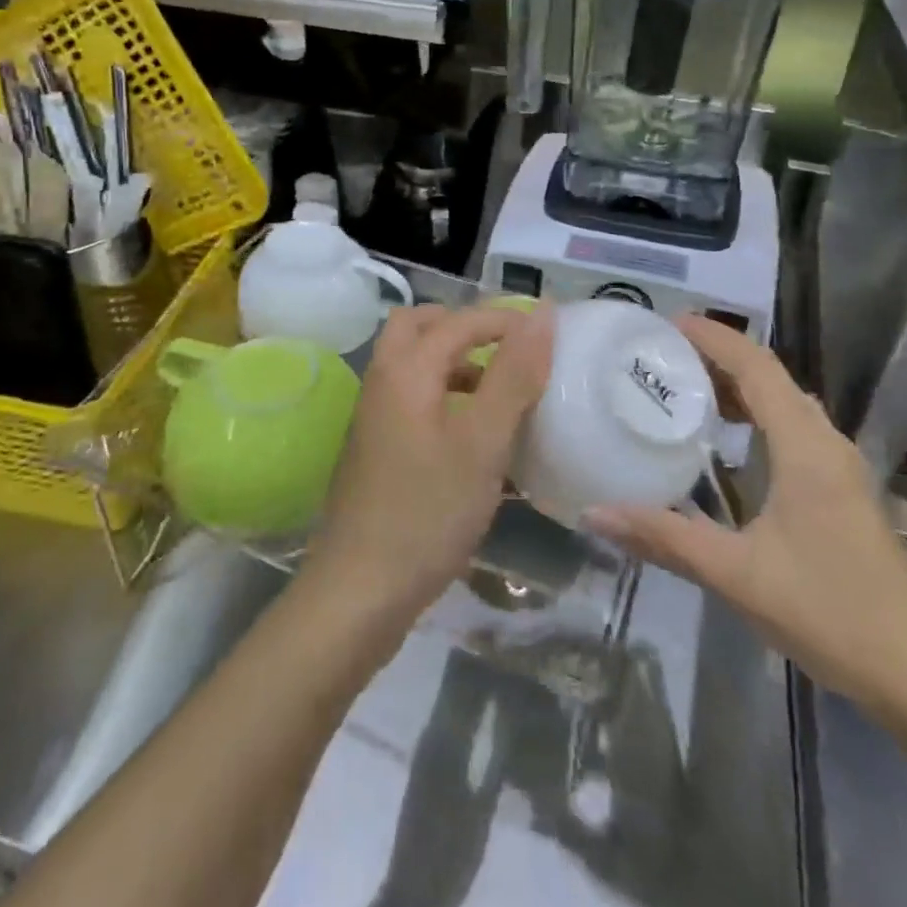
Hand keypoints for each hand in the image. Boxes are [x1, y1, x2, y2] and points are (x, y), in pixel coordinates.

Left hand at [304, 304, 552, 631]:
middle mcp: (382, 381)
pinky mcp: (375, 448)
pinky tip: (472, 434)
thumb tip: (542, 314)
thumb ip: (513, 374)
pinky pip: (410, 397)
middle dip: (464, 327)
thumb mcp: (483, 442)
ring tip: (497, 389)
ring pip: (412, 363)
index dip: (505, 319)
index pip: (458, 320)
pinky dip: (442, 394)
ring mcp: (372, 416)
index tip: (548, 335)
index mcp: (405, 370)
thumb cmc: (427, 512)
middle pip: (418, 326)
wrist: (358, 592)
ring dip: (453, 360)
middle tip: (507, 349)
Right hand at [585, 317, 906, 722]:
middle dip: (720, 357)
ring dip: (741, 386)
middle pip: (772, 378)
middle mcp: (826, 444)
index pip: (757, 368)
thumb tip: (594, 515)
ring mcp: (840, 468)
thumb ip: (664, 538)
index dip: (715, 338)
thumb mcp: (735, 574)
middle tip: (665, 356)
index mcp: (805, 448)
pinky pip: (794, 429)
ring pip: (786, 404)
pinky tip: (730, 443)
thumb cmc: (830, 612)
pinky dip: (758, 416)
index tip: (668, 323)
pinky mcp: (843, 491)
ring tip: (688, 388)